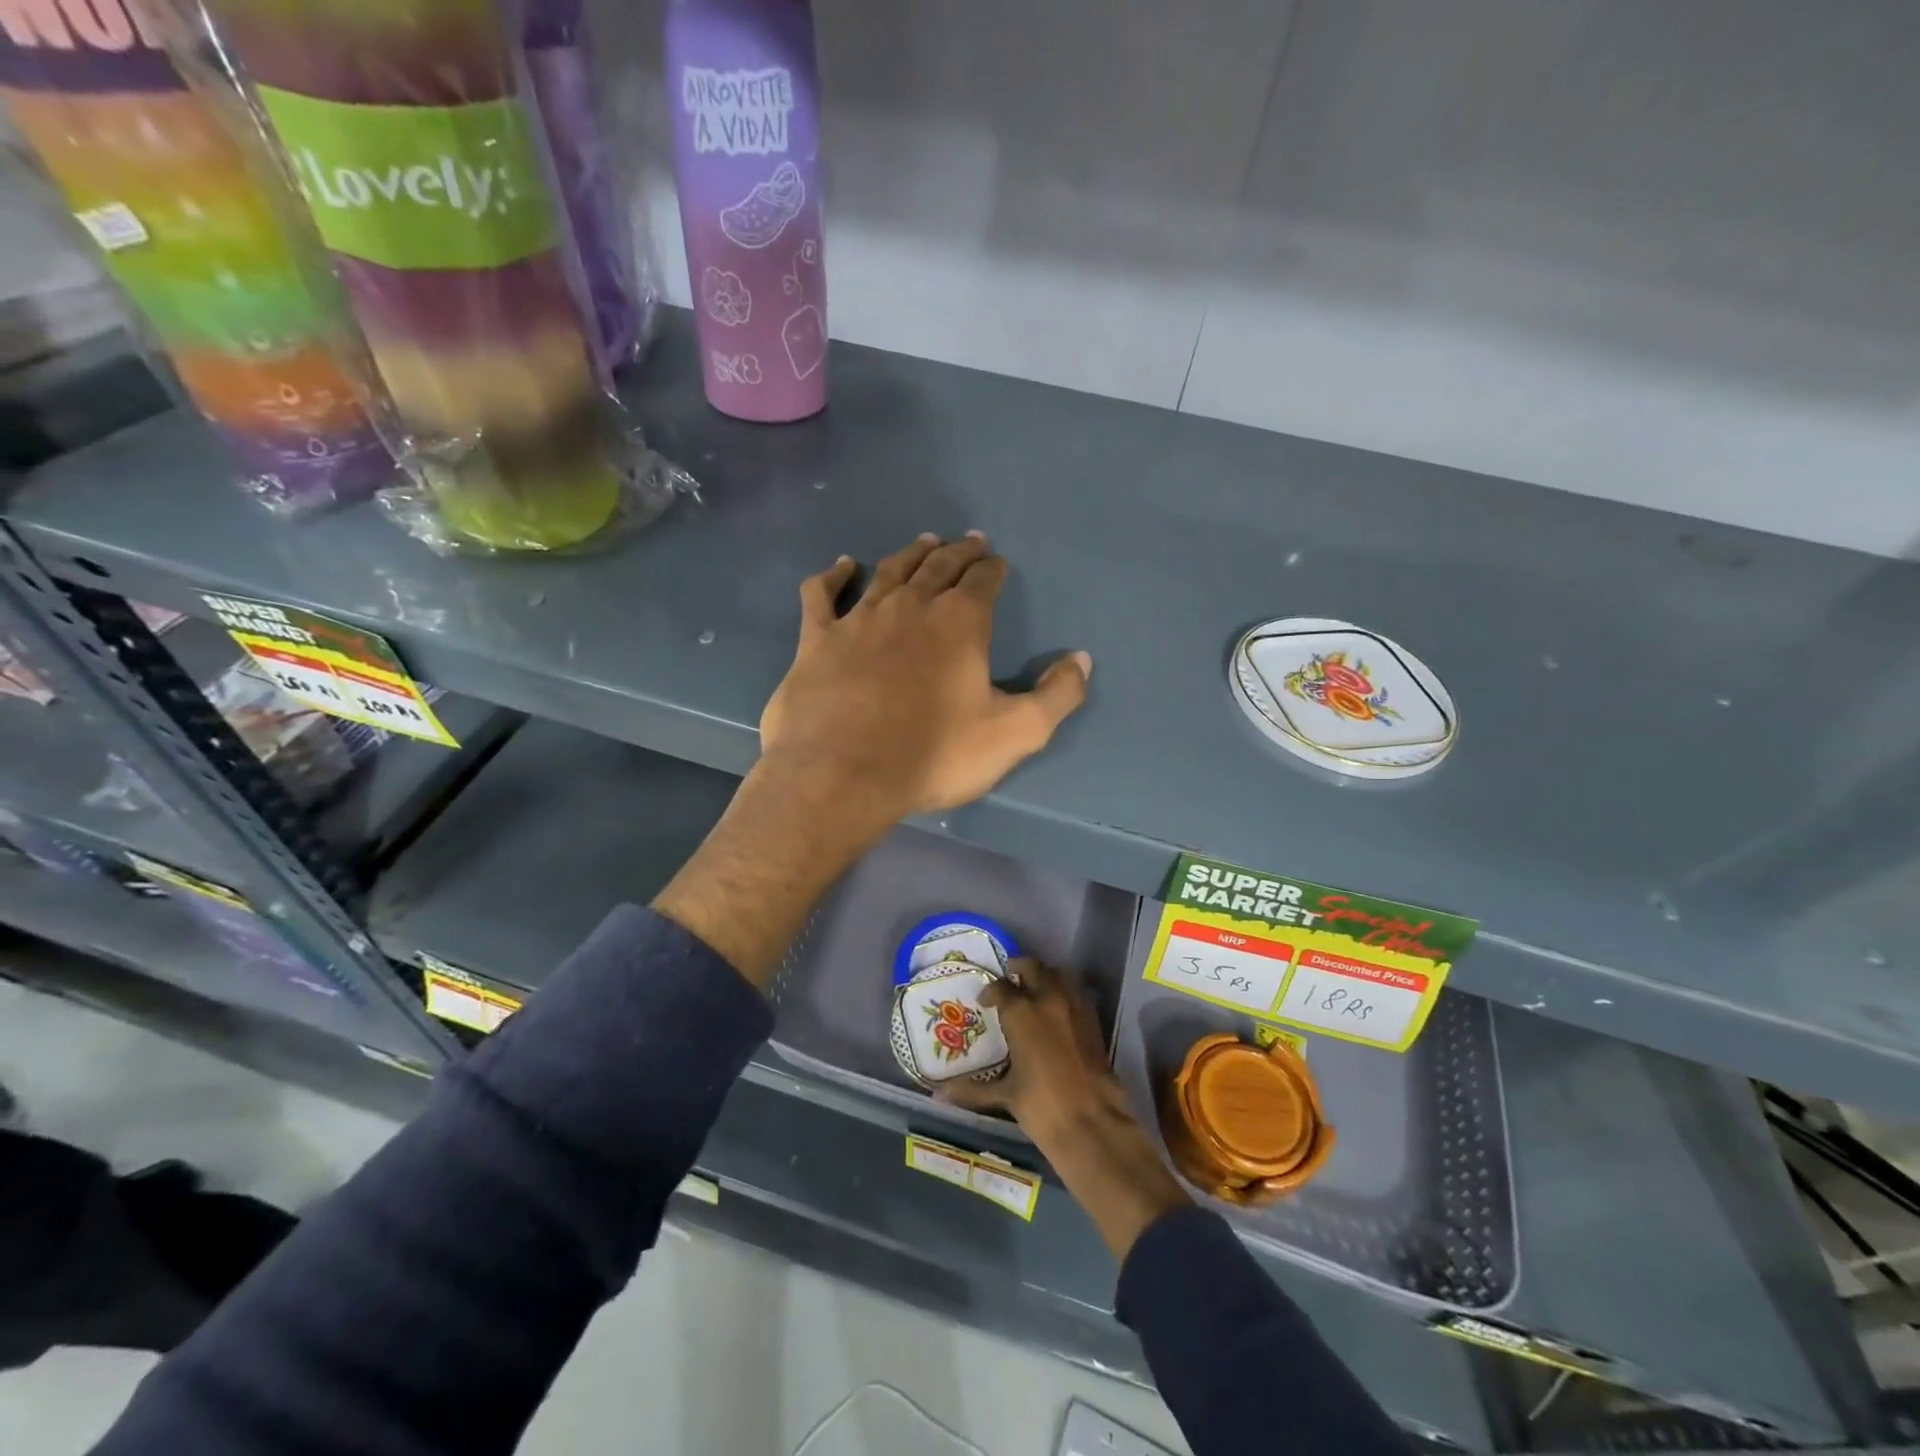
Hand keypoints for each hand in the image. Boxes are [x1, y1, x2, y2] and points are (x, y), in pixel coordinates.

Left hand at [758, 534, 1091, 835]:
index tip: (996, 562)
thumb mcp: (1014, 733)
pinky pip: (822, 593)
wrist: (842, 775)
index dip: (992, 569)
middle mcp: (910, 606)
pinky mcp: (817, 639)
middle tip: (968, 542)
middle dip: (958, 552)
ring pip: (889, 571)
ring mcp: (859, 618)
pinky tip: (841, 566)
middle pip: (938, 566)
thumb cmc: (933, 754)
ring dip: (910, 554)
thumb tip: (1082, 660)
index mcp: (960, 623)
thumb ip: (1056, 696)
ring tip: (924, 543)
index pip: (983, 581)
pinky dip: (833, 575)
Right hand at [937, 957, 1123, 1137]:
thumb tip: (939, 1094)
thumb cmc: (1041, 1105)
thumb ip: (972, 1089)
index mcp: (1022, 1012)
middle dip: (1018, 969)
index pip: (1000, 987)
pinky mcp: (1093, 1019)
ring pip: (1058, 973)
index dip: (990, 991)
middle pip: (1032, 966)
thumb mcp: (1004, 1095)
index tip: (985, 1001)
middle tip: (1009, 982)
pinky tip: (1057, 1011)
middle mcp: (1048, 999)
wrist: (1091, 1122)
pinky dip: (1064, 992)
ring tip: (1034, 991)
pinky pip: (1076, 992)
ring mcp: (1074, 1006)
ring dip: (1044, 976)